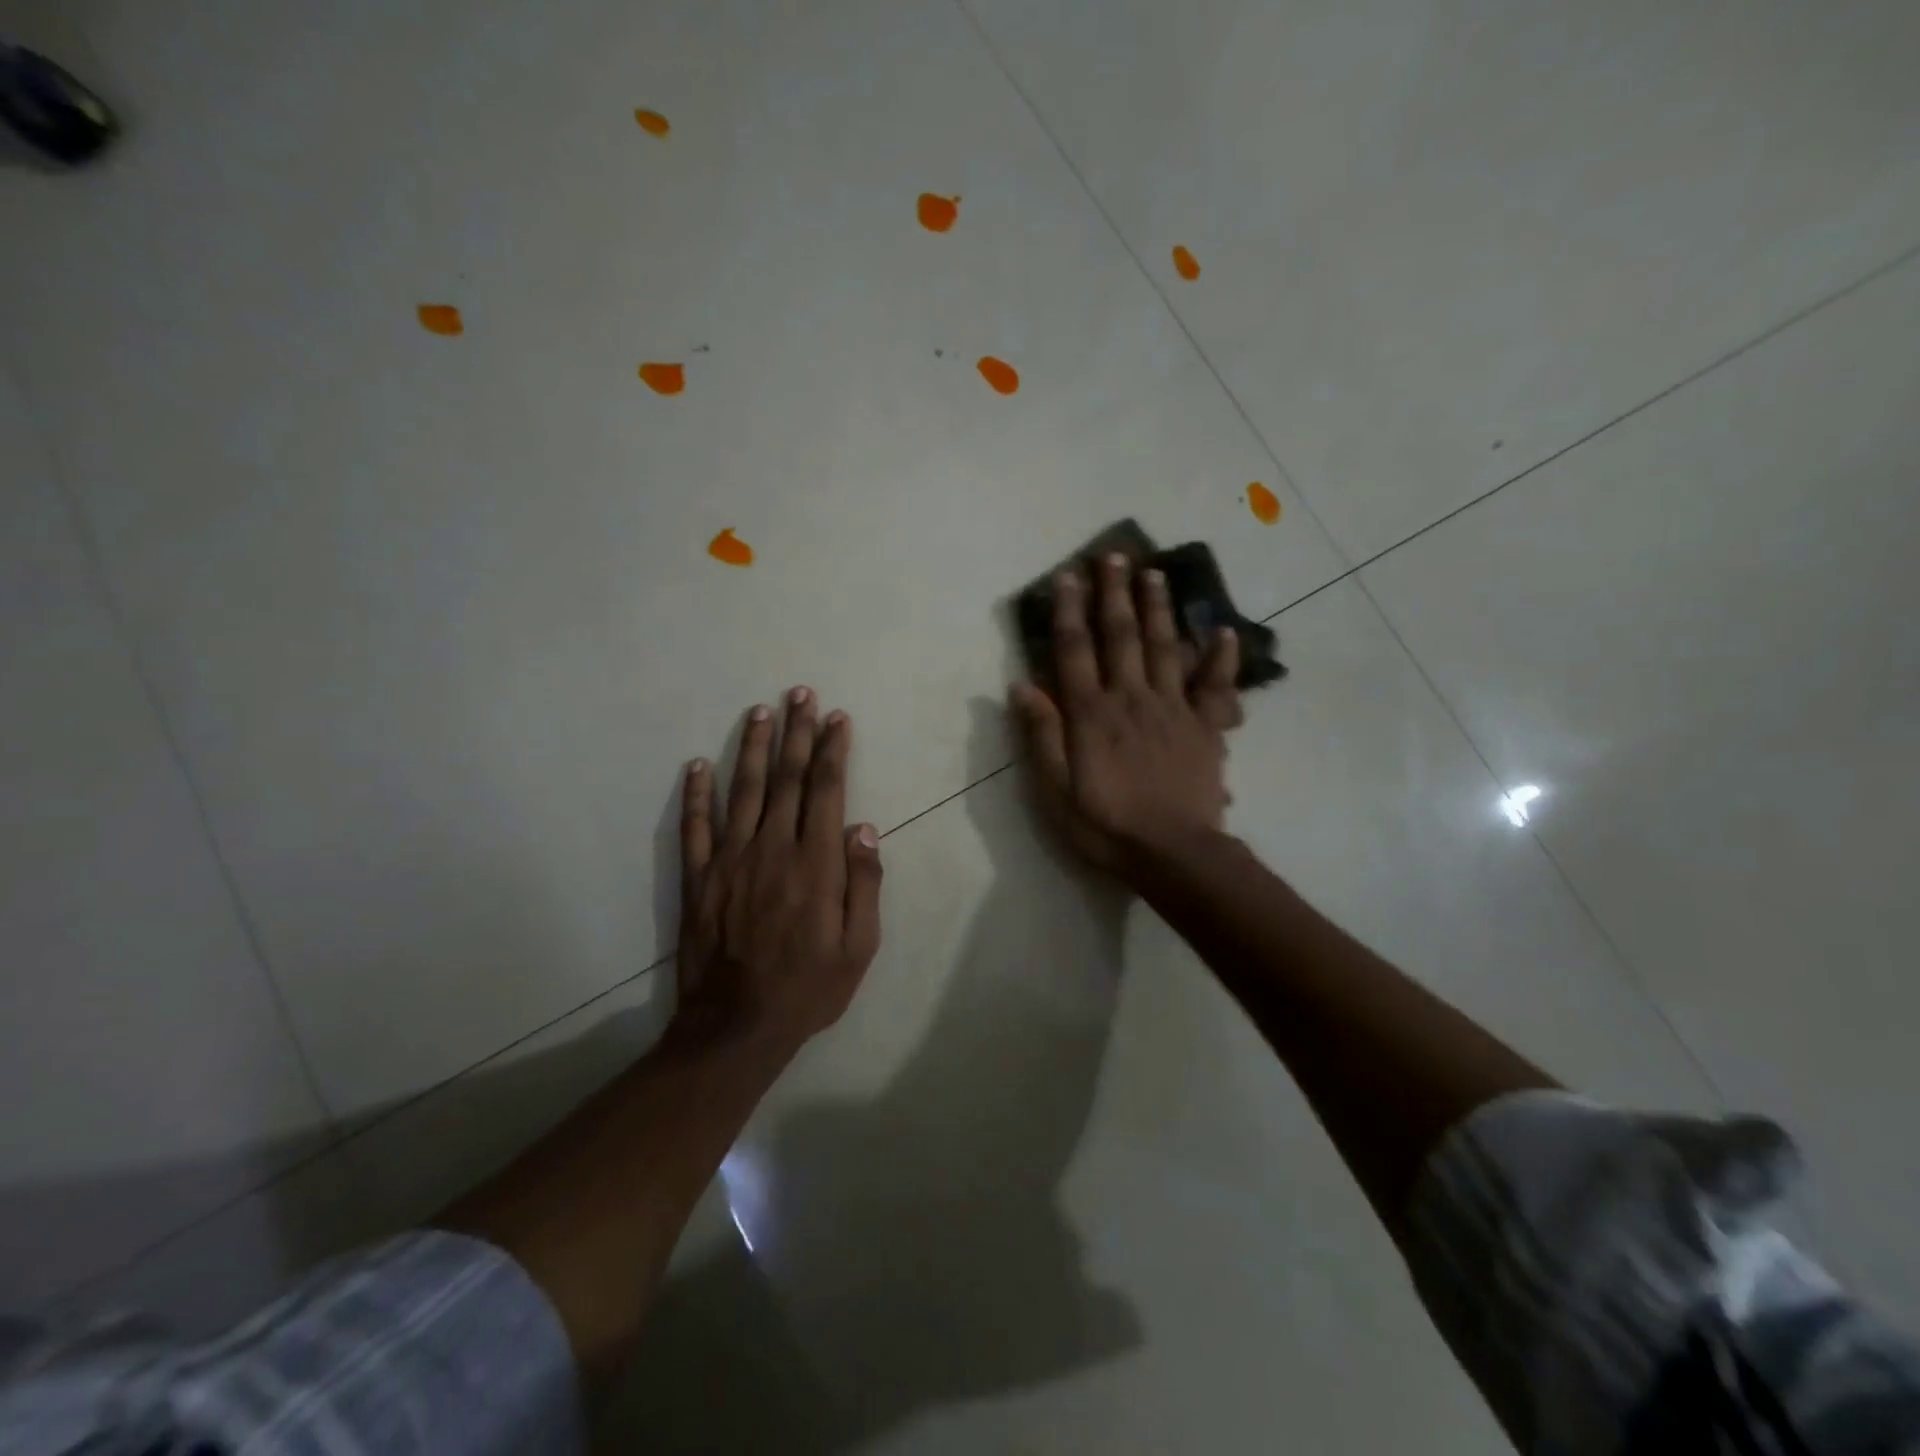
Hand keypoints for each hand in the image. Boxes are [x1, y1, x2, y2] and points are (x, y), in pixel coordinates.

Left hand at [676, 687, 882, 1052]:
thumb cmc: (807, 988)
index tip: (836, 718)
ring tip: (760, 712)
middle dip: (796, 733)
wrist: (736, 1027)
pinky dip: (696, 794)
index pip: (826, 791)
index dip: (832, 750)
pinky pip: (694, 826)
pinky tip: (697, 765)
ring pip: (744, 790)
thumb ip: (864, 883)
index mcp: (815, 864)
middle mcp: (772, 849)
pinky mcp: (698, 878)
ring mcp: (729, 860)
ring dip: (753, 748)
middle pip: (787, 778)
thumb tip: (863, 827)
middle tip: (799, 694)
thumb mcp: (859, 947)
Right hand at [1009, 554, 1240, 874]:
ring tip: (1154, 574)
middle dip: (1115, 593)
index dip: (1070, 610)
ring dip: (1158, 608)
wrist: (1173, 854)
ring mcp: (1172, 709)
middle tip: (1114, 555)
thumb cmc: (1105, 825)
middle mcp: (1131, 698)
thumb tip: (1021, 686)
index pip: (1075, 650)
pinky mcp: (1204, 727)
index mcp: (1091, 713)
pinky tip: (1223, 632)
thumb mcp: (1055, 789)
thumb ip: (1041, 734)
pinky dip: (1221, 658)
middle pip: (1122, 636)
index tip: (1068, 575)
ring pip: (1165, 648)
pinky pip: (1215, 686)